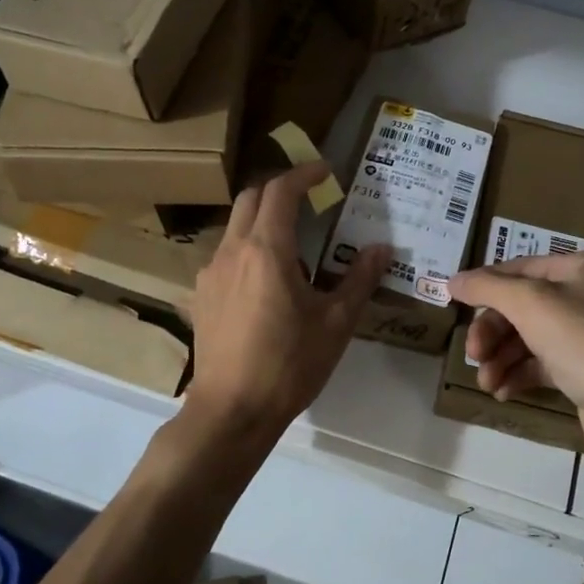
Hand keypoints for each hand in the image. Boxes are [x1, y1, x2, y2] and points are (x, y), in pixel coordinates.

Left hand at [181, 162, 389, 458]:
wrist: (231, 411)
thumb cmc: (289, 364)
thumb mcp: (335, 323)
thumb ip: (359, 279)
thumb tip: (382, 248)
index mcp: (267, 250)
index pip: (281, 191)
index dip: (304, 174)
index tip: (326, 172)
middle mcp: (232, 251)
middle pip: (251, 198)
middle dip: (280, 189)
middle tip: (310, 199)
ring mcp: (211, 273)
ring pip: (235, 226)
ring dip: (263, 220)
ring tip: (294, 245)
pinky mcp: (201, 296)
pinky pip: (226, 255)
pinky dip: (248, 248)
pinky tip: (266, 281)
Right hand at [448, 252, 583, 454]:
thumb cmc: (583, 342)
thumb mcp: (530, 305)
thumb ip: (488, 287)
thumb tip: (454, 280)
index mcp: (581, 268)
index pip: (521, 268)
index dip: (485, 285)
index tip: (455, 304)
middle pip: (523, 306)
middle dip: (493, 332)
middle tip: (473, 355)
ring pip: (531, 338)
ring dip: (501, 358)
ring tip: (487, 382)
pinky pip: (544, 363)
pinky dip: (520, 374)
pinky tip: (503, 391)